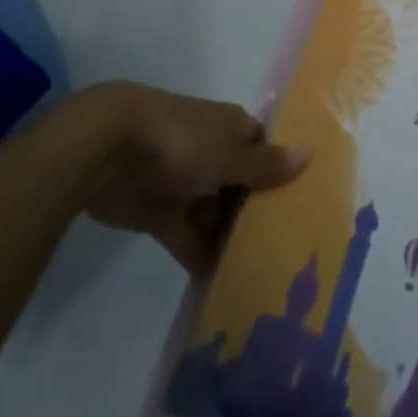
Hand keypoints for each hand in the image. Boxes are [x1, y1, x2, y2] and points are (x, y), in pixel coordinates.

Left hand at [67, 82, 309, 272]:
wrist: (108, 150)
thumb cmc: (181, 143)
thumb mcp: (229, 156)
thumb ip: (265, 165)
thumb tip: (309, 153)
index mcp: (232, 130)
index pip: (264, 151)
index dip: (282, 175)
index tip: (303, 208)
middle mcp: (212, 153)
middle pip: (242, 186)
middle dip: (258, 215)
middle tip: (288, 255)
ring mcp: (185, 183)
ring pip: (215, 214)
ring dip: (230, 240)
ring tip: (261, 277)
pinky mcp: (159, 212)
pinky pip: (187, 237)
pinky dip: (201, 257)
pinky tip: (222, 286)